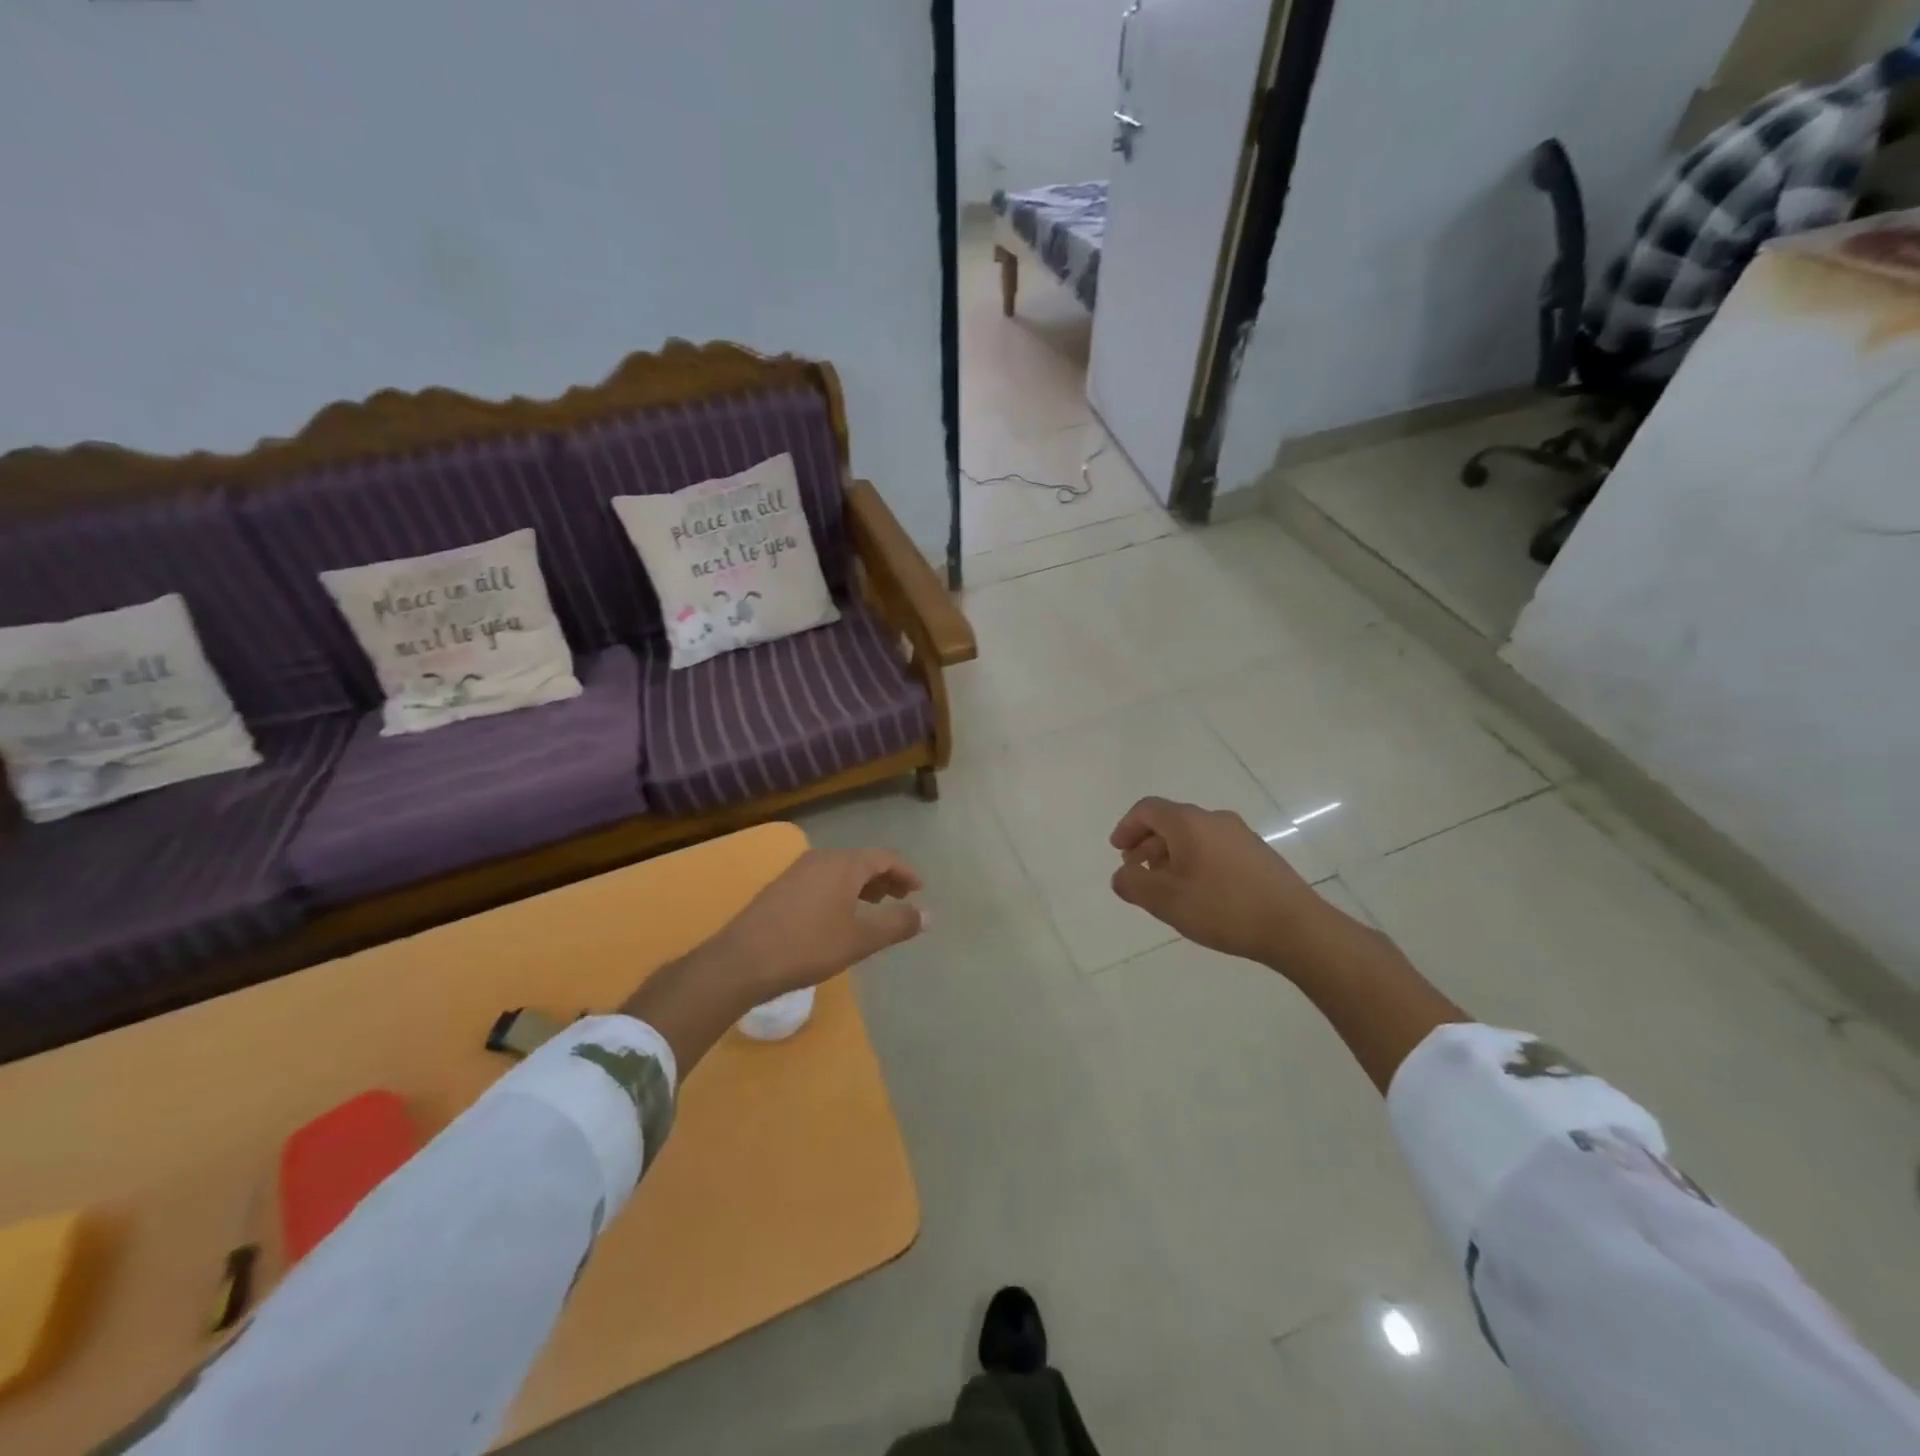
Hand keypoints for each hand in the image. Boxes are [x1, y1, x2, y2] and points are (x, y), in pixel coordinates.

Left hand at [621, 848, 925, 1074]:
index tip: (919, 889)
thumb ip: (896, 924)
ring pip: (840, 870)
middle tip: (900, 897)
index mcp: (844, 864)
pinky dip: (840, 891)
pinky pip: (822, 880)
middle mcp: (821, 859)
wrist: (741, 961)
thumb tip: (928, 914)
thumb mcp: (859, 940)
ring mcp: (797, 871)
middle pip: (861, 861)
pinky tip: (838, 915)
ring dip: (861, 885)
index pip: (884, 857)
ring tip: (874, 905)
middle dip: (884, 878)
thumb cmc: (808, 947)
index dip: (905, 872)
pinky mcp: (781, 887)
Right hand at [1109, 797, 1321, 964]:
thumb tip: (1121, 875)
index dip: (1127, 827)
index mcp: (1188, 822)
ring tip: (1165, 887)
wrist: (1295, 927)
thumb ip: (1133, 884)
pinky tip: (1198, 892)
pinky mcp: (1258, 854)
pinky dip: (1195, 861)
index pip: (1147, 809)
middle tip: (1136, 872)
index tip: (1118, 851)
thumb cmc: (1222, 908)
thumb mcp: (1165, 900)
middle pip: (1170, 821)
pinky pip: (1214, 847)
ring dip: (1171, 855)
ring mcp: (1240, 835)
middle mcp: (1214, 819)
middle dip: (1147, 844)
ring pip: (1193, 835)